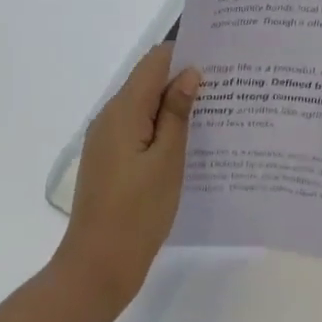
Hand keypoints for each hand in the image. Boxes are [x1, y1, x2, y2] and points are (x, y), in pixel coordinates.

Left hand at [54, 44, 201, 309]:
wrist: (96, 266)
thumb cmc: (138, 213)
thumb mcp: (167, 161)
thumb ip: (177, 114)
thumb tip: (189, 73)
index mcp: (124, 110)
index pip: (154, 61)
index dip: (184, 54)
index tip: (218, 59)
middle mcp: (110, 116)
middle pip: (148, 81)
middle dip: (183, 79)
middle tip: (225, 87)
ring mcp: (106, 139)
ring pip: (144, 106)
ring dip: (173, 105)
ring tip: (215, 112)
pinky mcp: (109, 160)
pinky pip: (137, 128)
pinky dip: (160, 127)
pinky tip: (188, 142)